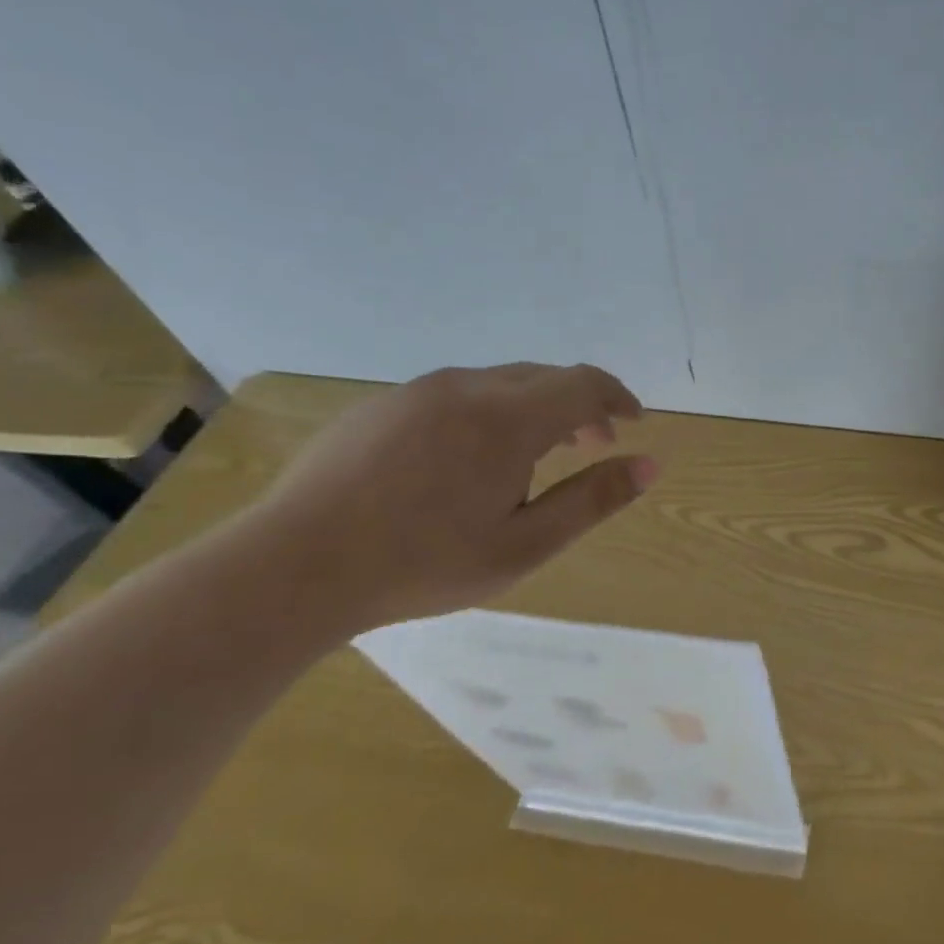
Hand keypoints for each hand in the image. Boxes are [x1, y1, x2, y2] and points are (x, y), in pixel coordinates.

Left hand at [245, 363, 655, 633]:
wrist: (293, 567)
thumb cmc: (423, 563)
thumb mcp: (524, 545)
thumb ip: (592, 500)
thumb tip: (650, 465)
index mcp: (507, 419)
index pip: (584, 383)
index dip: (618, 397)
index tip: (633, 423)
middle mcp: (466, 387)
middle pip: (544, 377)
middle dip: (580, 404)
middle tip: (593, 443)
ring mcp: (417, 391)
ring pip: (499, 382)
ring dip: (534, 407)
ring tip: (535, 454)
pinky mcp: (381, 405)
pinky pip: (456, 393)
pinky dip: (489, 411)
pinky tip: (469, 459)